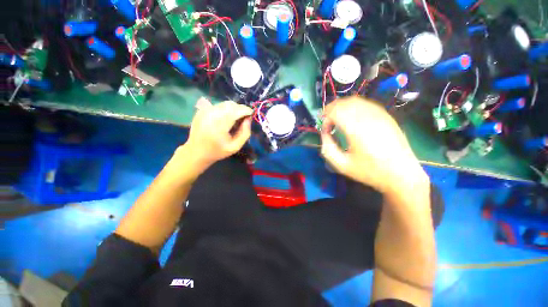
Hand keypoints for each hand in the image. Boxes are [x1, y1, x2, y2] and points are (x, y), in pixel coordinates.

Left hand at [182, 98, 252, 168]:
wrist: (196, 152)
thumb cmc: (218, 151)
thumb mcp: (236, 146)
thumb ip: (245, 133)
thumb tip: (249, 119)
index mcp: (219, 125)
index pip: (236, 111)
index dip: (246, 110)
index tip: (251, 114)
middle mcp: (211, 115)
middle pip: (230, 105)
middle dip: (240, 109)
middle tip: (243, 118)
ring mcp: (204, 111)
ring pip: (224, 104)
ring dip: (233, 109)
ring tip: (234, 119)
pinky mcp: (201, 111)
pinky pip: (217, 105)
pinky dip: (224, 109)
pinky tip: (224, 119)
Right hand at [320, 96, 427, 194]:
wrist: (401, 174)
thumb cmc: (370, 171)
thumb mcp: (342, 165)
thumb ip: (327, 148)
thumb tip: (324, 133)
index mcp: (356, 130)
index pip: (335, 112)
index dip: (325, 118)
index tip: (325, 130)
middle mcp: (368, 117)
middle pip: (344, 103)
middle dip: (330, 109)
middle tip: (326, 121)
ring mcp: (379, 115)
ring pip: (355, 101)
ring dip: (342, 106)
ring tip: (336, 117)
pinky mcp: (386, 116)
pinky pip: (366, 104)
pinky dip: (354, 107)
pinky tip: (351, 117)